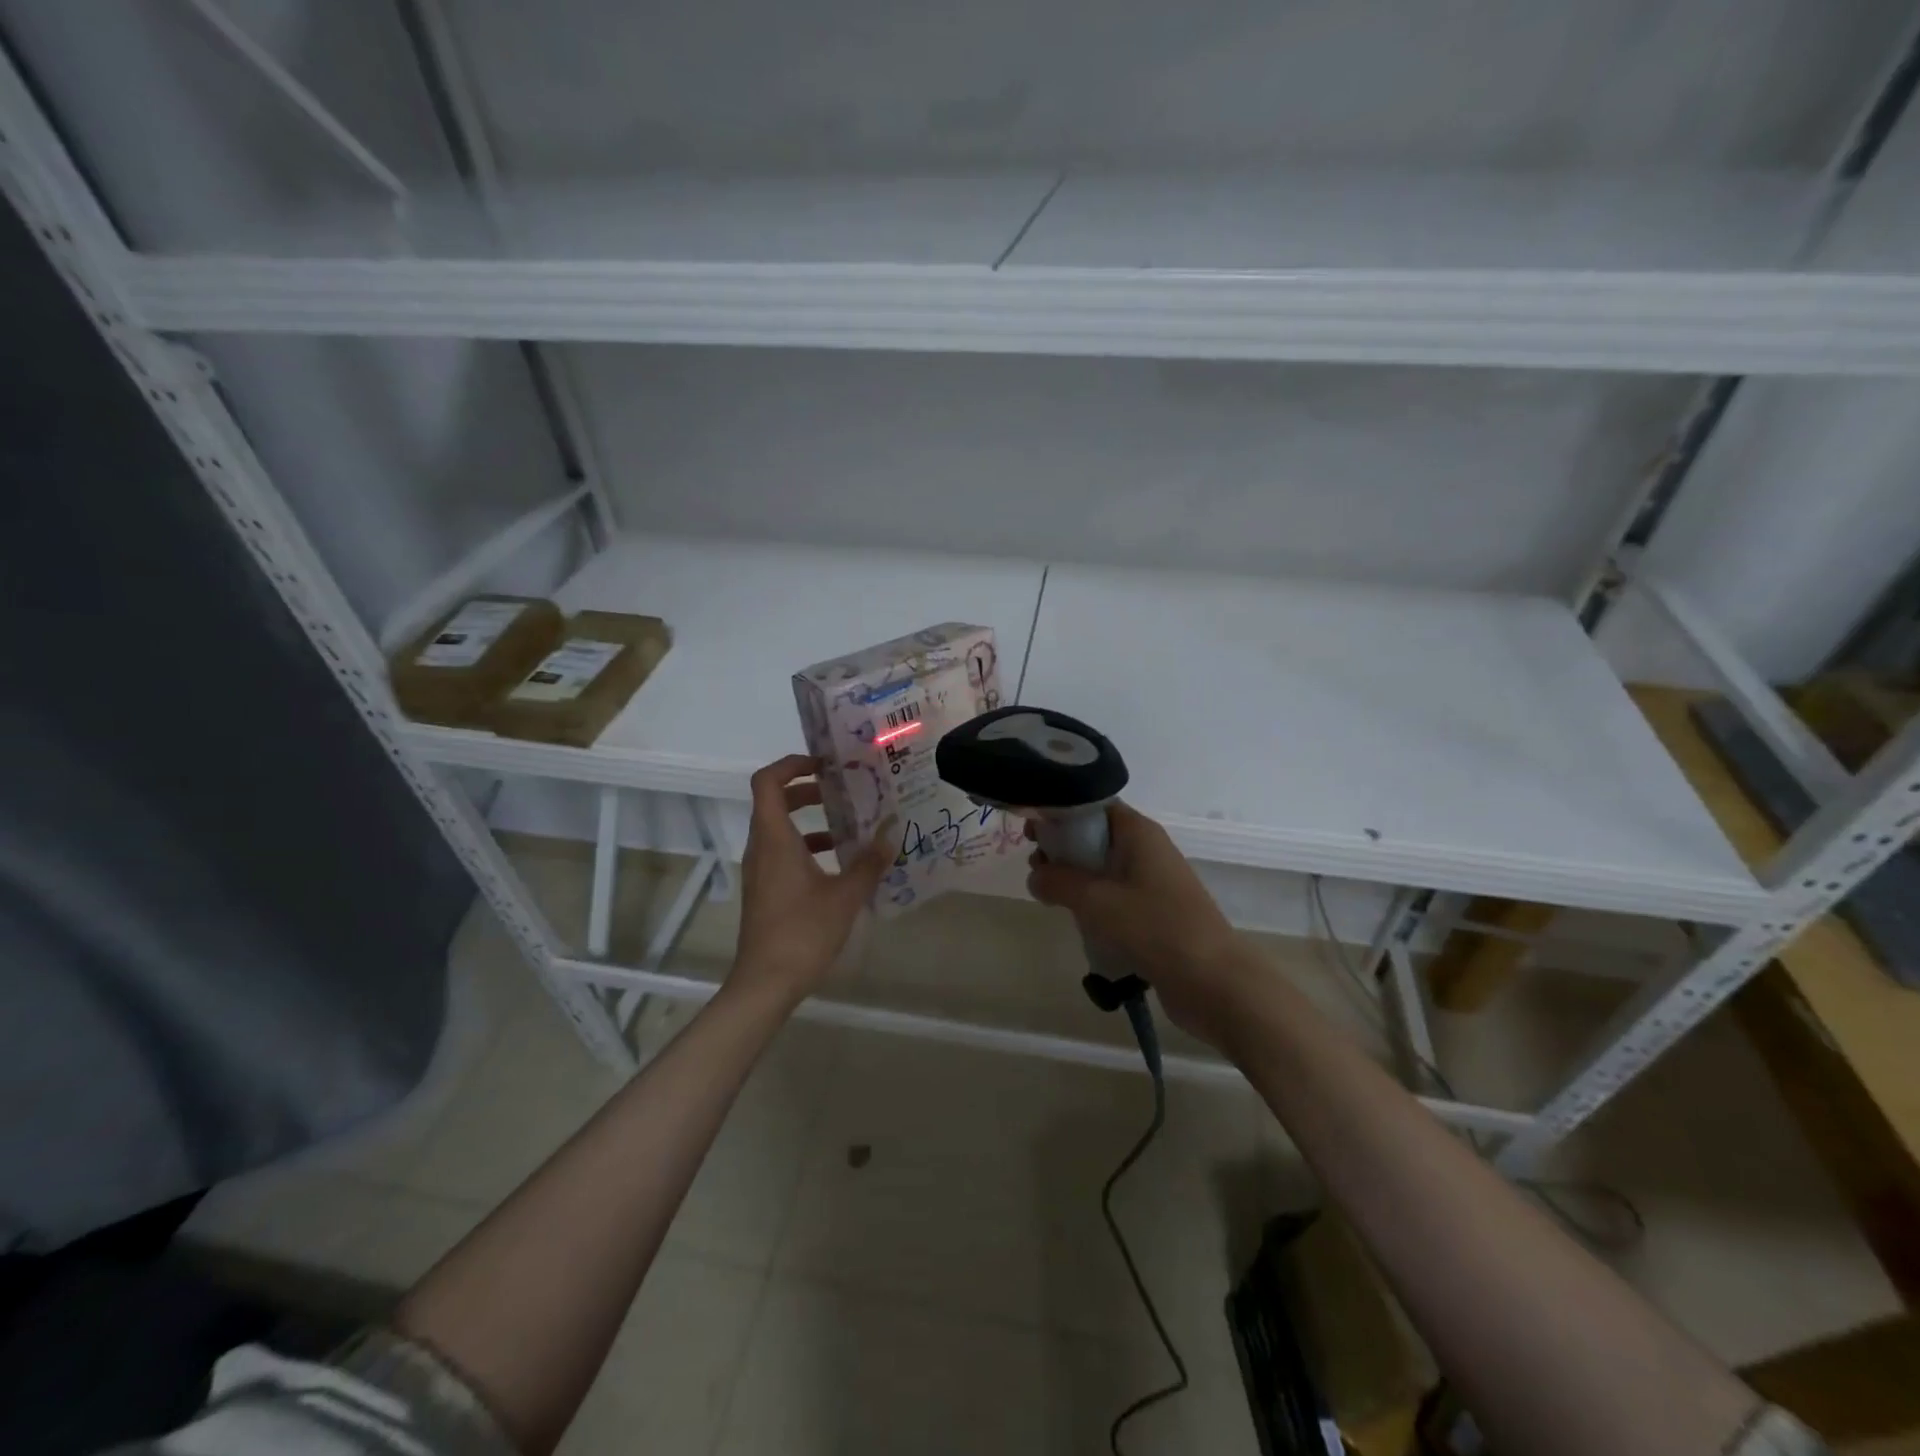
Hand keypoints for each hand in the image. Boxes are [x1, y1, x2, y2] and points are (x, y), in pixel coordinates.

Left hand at [731, 754, 893, 1008]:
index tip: (824, 765)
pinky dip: (806, 847)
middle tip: (842, 791)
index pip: (768, 782)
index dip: (791, 764)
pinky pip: (782, 853)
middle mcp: (761, 847)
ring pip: (779, 829)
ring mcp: (760, 870)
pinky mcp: (765, 890)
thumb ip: (869, 862)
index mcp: (774, 838)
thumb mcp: (846, 894)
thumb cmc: (803, 931)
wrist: (765, 982)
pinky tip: (839, 863)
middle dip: (807, 790)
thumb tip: (892, 832)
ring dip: (808, 820)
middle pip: (774, 802)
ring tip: (848, 825)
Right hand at [1026, 803, 1248, 1045]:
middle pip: (1096, 836)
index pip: (1093, 806)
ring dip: (1076, 879)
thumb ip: (1058, 881)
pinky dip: (1094, 903)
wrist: (1213, 981)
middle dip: (1063, 849)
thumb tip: (1035, 876)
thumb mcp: (1095, 900)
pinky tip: (1077, 921)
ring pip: (1104, 869)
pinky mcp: (1155, 913)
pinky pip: (1116, 896)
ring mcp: (1153, 882)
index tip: (1031, 832)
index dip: (1060, 814)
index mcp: (1138, 832)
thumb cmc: (1154, 927)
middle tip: (1035, 868)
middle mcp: (1147, 849)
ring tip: (1048, 897)